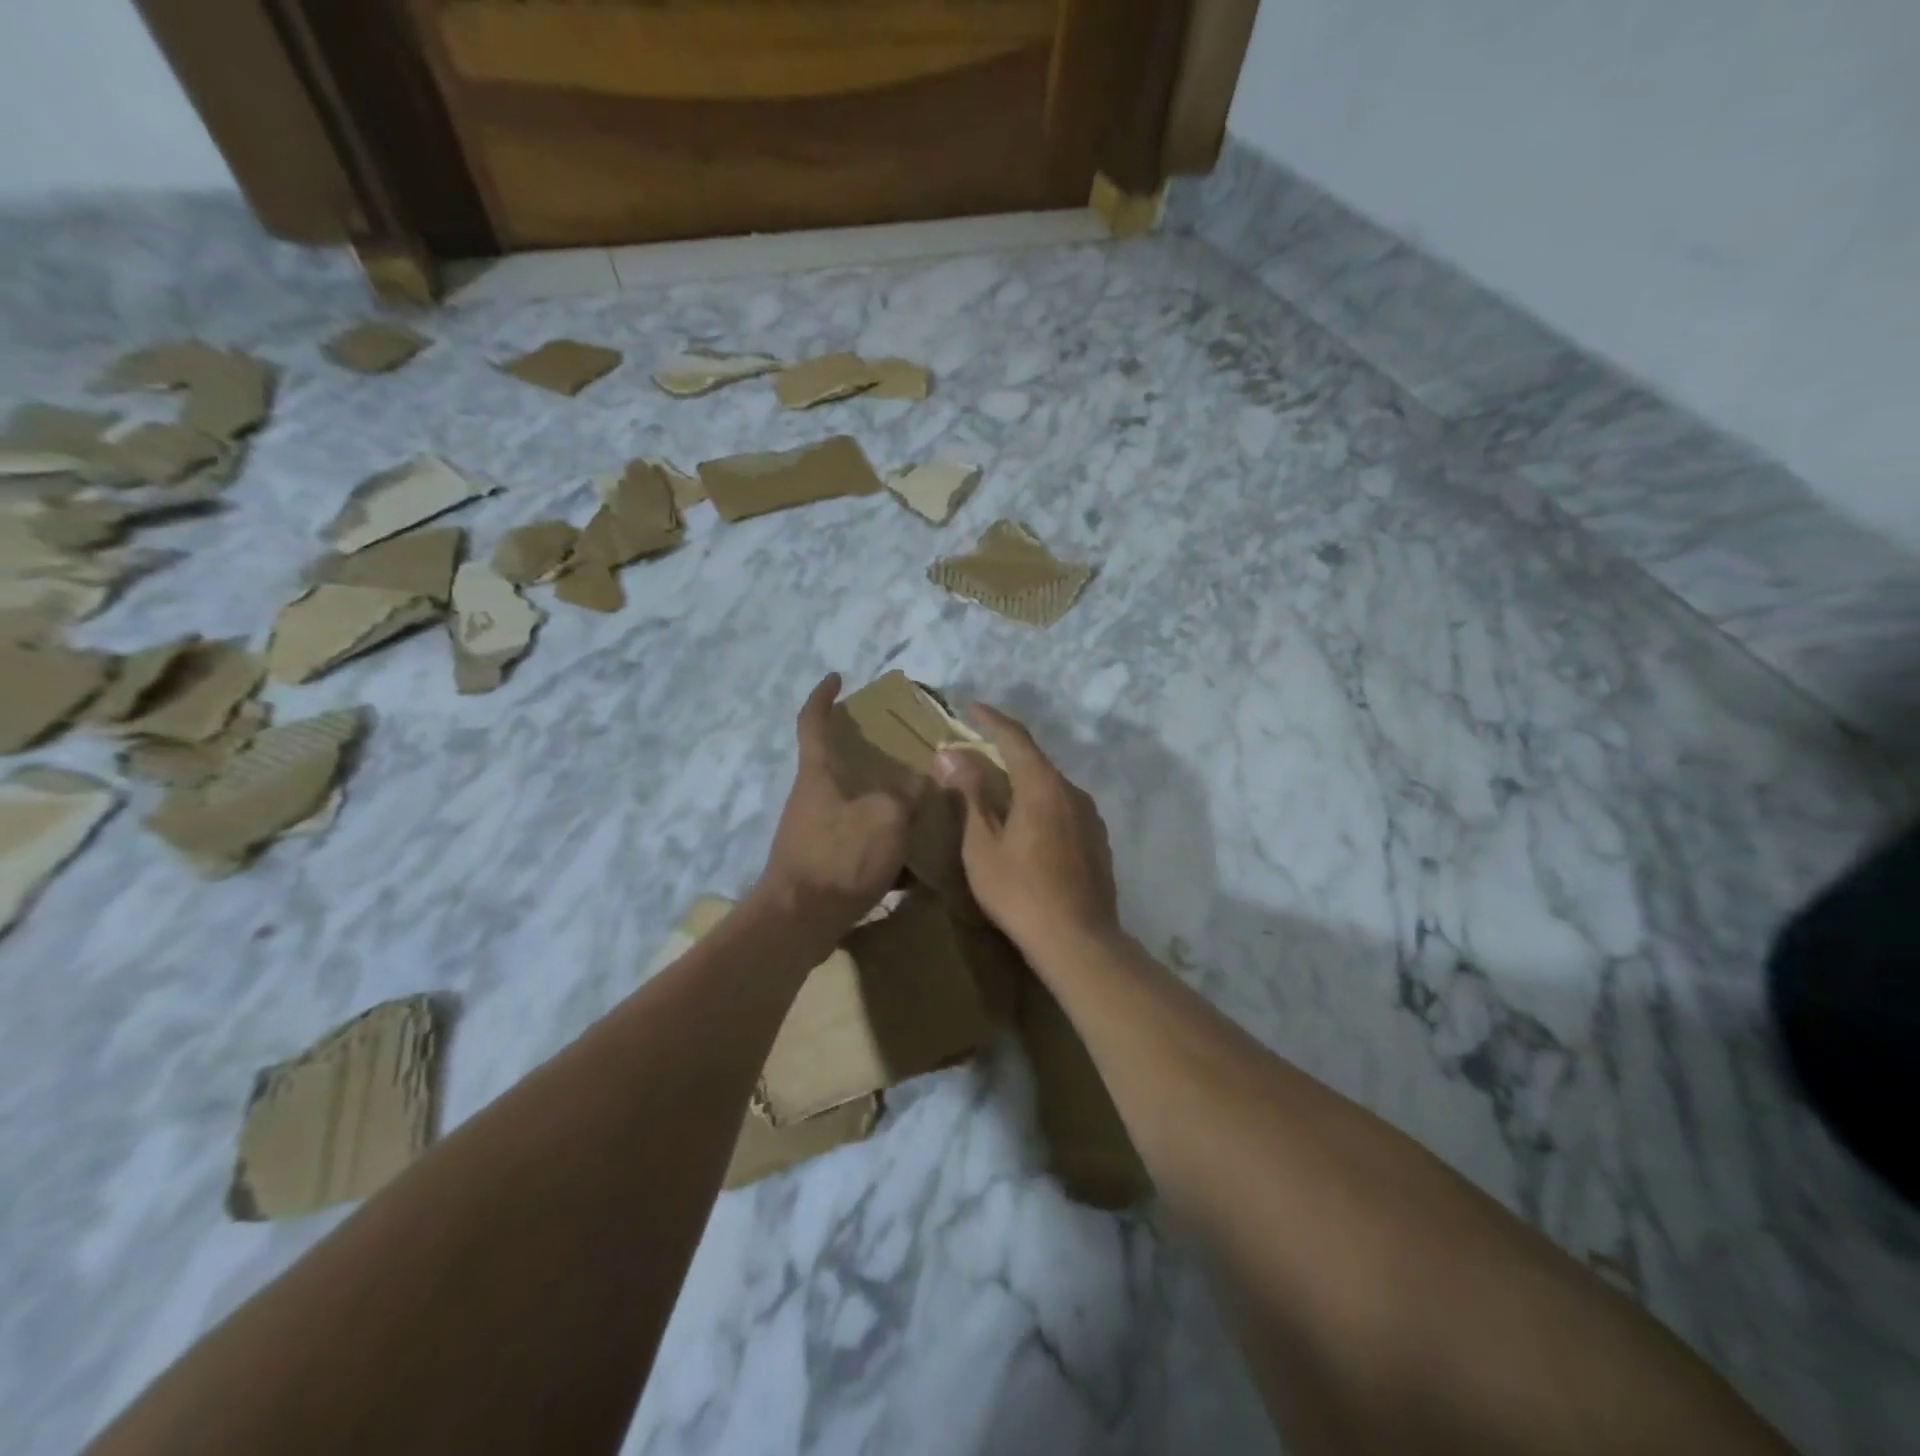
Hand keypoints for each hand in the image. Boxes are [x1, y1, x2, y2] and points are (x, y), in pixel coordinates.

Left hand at [754, 674, 910, 941]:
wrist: (799, 921)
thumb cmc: (840, 856)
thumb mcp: (886, 817)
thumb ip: (906, 795)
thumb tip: (918, 784)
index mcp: (818, 774)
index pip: (813, 721)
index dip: (824, 696)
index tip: (837, 677)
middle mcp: (811, 797)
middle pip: (835, 763)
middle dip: (865, 754)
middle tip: (901, 751)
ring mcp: (813, 831)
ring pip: (851, 804)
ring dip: (879, 802)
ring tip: (917, 804)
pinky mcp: (820, 863)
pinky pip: (856, 842)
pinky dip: (881, 844)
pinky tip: (911, 861)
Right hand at [933, 703, 1120, 964]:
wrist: (1078, 940)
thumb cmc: (1020, 892)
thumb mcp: (982, 845)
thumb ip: (970, 794)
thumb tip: (951, 753)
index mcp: (1043, 786)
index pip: (1015, 737)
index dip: (991, 719)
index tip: (971, 707)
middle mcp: (1072, 791)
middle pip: (1035, 761)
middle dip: (1005, 752)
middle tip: (977, 754)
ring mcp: (1090, 816)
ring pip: (1051, 786)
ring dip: (1024, 782)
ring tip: (998, 794)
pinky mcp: (1098, 840)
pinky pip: (1064, 808)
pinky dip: (1041, 805)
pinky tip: (1028, 828)